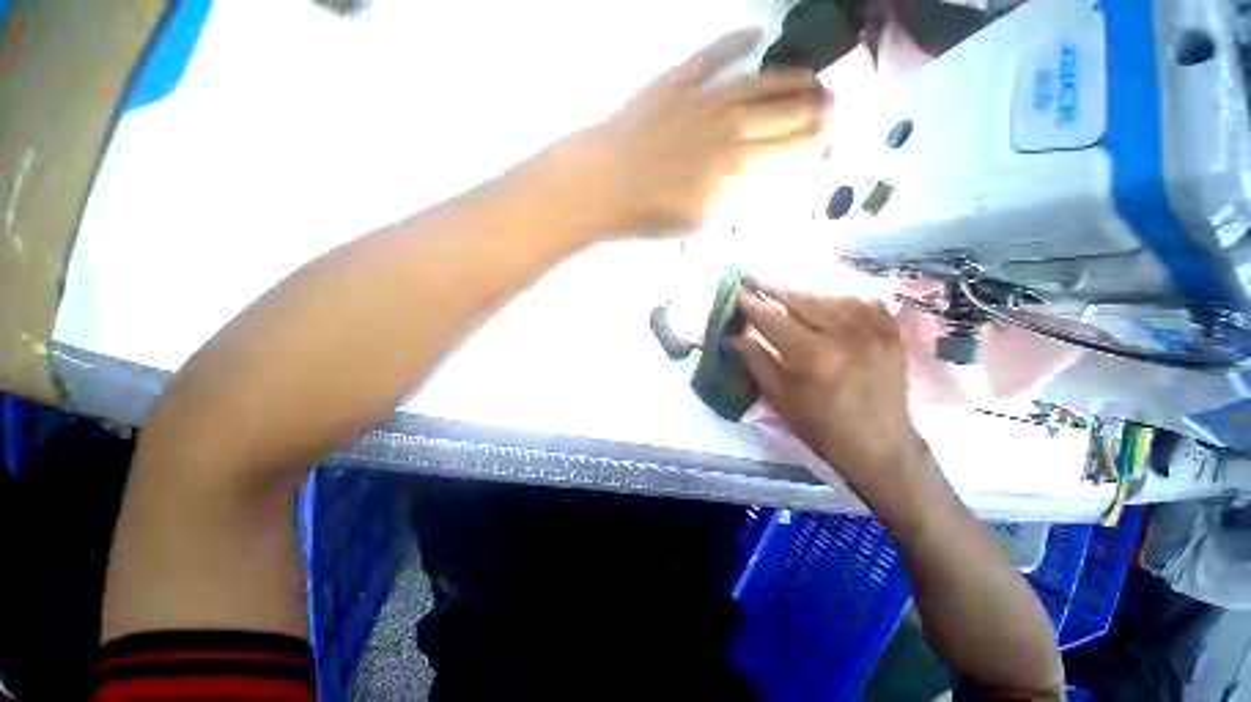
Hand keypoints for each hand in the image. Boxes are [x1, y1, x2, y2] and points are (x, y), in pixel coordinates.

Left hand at [571, 29, 829, 234]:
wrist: (603, 184)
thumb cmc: (647, 213)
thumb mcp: (695, 222)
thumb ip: (727, 202)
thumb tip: (748, 185)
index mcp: (730, 167)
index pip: (779, 150)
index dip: (807, 140)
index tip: (831, 132)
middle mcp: (725, 128)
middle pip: (776, 114)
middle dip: (810, 107)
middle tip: (837, 99)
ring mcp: (700, 101)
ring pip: (754, 84)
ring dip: (786, 78)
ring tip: (812, 75)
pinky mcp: (675, 83)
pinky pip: (710, 57)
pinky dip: (733, 43)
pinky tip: (755, 34)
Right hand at [734, 280, 930, 496]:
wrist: (881, 446)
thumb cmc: (822, 428)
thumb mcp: (781, 400)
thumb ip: (757, 362)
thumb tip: (736, 336)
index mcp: (813, 357)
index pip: (774, 320)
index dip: (753, 305)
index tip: (737, 292)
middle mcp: (845, 335)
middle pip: (801, 299)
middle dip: (773, 287)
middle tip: (753, 278)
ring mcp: (873, 329)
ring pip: (829, 296)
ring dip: (801, 292)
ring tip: (782, 290)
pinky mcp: (890, 331)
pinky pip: (859, 300)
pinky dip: (836, 296)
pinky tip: (823, 300)